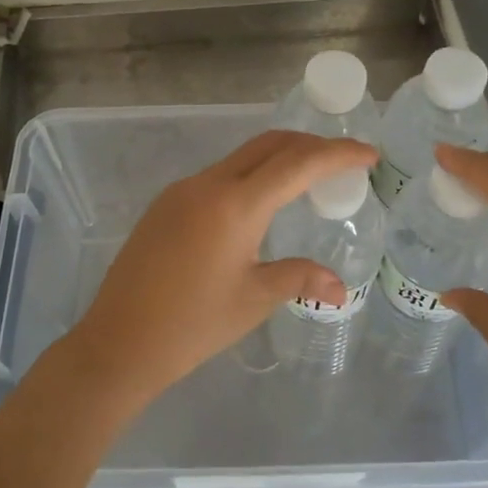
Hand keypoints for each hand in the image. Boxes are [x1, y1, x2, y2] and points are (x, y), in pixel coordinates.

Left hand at [66, 130, 377, 402]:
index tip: (369, 154)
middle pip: (268, 145)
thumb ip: (299, 279)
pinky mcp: (166, 205)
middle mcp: (208, 185)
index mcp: (235, 205)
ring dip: (279, 159)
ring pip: (241, 157)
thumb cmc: (192, 326)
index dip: (338, 154)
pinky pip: (218, 176)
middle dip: (310, 145)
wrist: (118, 343)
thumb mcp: (253, 300)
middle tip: (342, 162)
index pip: (298, 163)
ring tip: (308, 180)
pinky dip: (250, 176)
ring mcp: (181, 191)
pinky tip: (260, 203)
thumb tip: (340, 288)